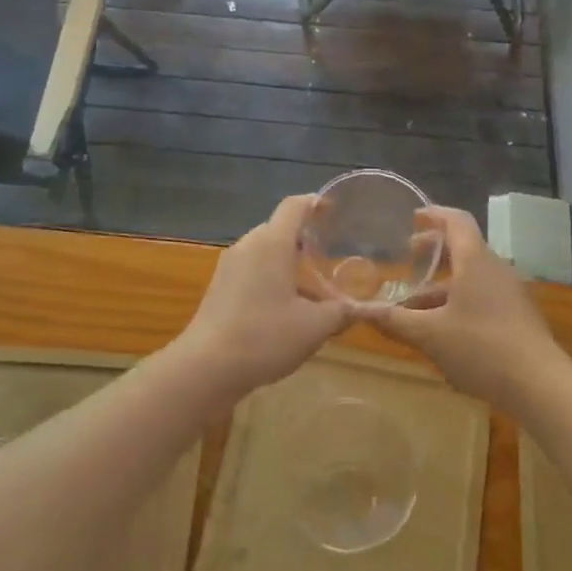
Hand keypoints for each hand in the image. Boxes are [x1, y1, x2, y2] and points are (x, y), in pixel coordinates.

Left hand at [178, 195, 352, 396]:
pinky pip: (251, 269)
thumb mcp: (314, 327)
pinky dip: (271, 277)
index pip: (294, 206)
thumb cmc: (264, 337)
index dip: (315, 202)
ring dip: (288, 262)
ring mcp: (229, 266)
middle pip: (279, 229)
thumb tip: (366, 309)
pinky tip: (284, 306)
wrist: (205, 367)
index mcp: (272, 242)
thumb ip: (342, 313)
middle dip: (305, 239)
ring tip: (312, 287)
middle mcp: (248, 245)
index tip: (334, 209)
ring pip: (265, 252)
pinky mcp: (219, 287)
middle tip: (330, 255)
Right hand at [366, 206, 561, 412]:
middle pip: (465, 247)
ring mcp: (511, 293)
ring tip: (417, 303)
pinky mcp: (518, 316)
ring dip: (445, 283)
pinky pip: (484, 295)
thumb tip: (357, 311)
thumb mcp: (430, 335)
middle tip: (410, 255)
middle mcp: (496, 268)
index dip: (435, 214)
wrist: (540, 385)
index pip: (457, 221)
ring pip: (473, 276)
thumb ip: (394, 321)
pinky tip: (444, 328)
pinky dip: (461, 300)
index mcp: (476, 261)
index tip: (414, 217)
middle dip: (435, 250)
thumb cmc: (481, 348)